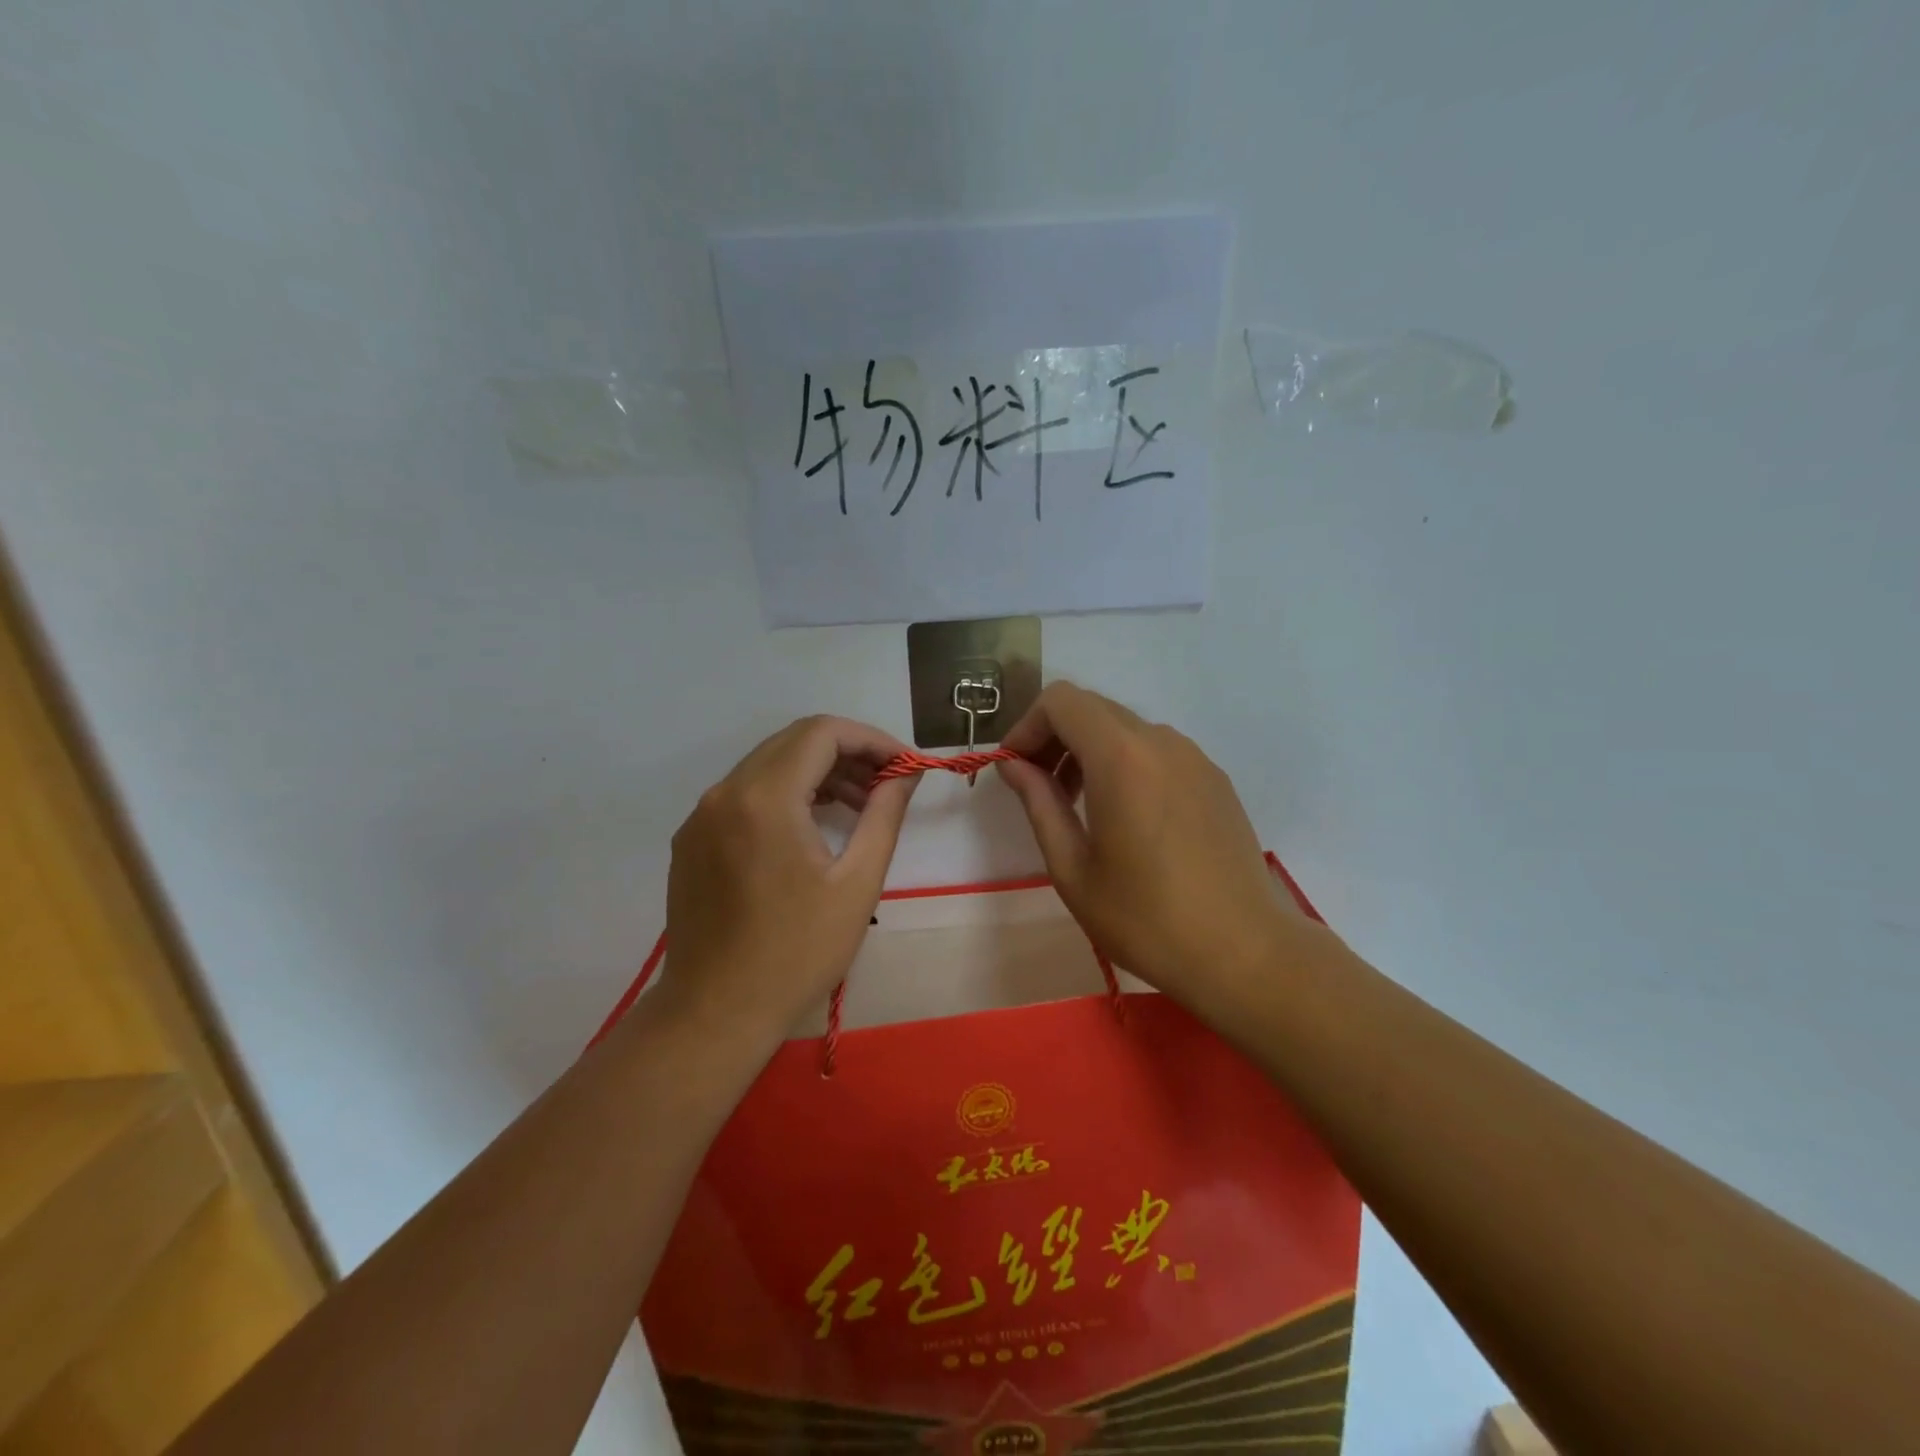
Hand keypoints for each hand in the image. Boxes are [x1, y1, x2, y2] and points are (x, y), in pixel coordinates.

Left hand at [657, 716, 918, 1047]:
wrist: (715, 1013)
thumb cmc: (797, 952)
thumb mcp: (857, 883)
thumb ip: (885, 814)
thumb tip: (906, 773)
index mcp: (764, 798)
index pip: (822, 733)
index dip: (871, 739)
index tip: (904, 766)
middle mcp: (724, 792)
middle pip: (793, 742)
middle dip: (847, 753)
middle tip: (887, 784)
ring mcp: (701, 815)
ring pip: (767, 765)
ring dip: (817, 772)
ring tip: (859, 804)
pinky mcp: (691, 839)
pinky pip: (744, 794)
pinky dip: (785, 793)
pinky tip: (812, 825)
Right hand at [995, 683, 1288, 1011]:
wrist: (1244, 952)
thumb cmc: (1146, 918)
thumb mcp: (1073, 868)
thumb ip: (1039, 804)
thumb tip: (1012, 765)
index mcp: (1121, 757)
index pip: (1062, 701)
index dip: (1027, 726)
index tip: (1014, 769)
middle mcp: (1161, 741)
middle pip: (1092, 709)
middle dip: (1054, 737)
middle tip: (1038, 788)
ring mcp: (1194, 757)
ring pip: (1125, 728)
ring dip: (1089, 751)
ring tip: (1078, 806)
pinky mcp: (1214, 779)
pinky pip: (1156, 750)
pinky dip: (1125, 763)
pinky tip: (1125, 817)